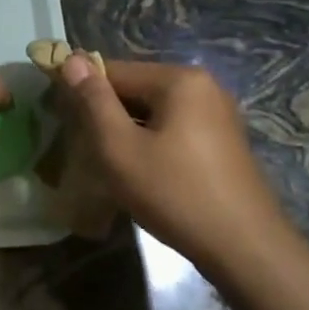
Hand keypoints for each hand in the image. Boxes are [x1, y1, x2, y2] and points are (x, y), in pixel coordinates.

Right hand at [53, 56, 281, 277]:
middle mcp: (203, 86)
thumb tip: (71, 58)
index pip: (114, 70)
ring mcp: (218, 113)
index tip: (61, 119)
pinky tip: (145, 174)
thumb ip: (93, 101)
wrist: (247, 251)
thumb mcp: (120, 148)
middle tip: (87, 150)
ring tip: (112, 165)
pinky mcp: (224, 141)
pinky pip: (176, 128)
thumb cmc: (176, 194)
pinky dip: (154, 142)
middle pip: (136, 89)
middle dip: (108, 114)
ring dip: (129, 131)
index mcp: (179, 79)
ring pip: (155, 112)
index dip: (82, 91)